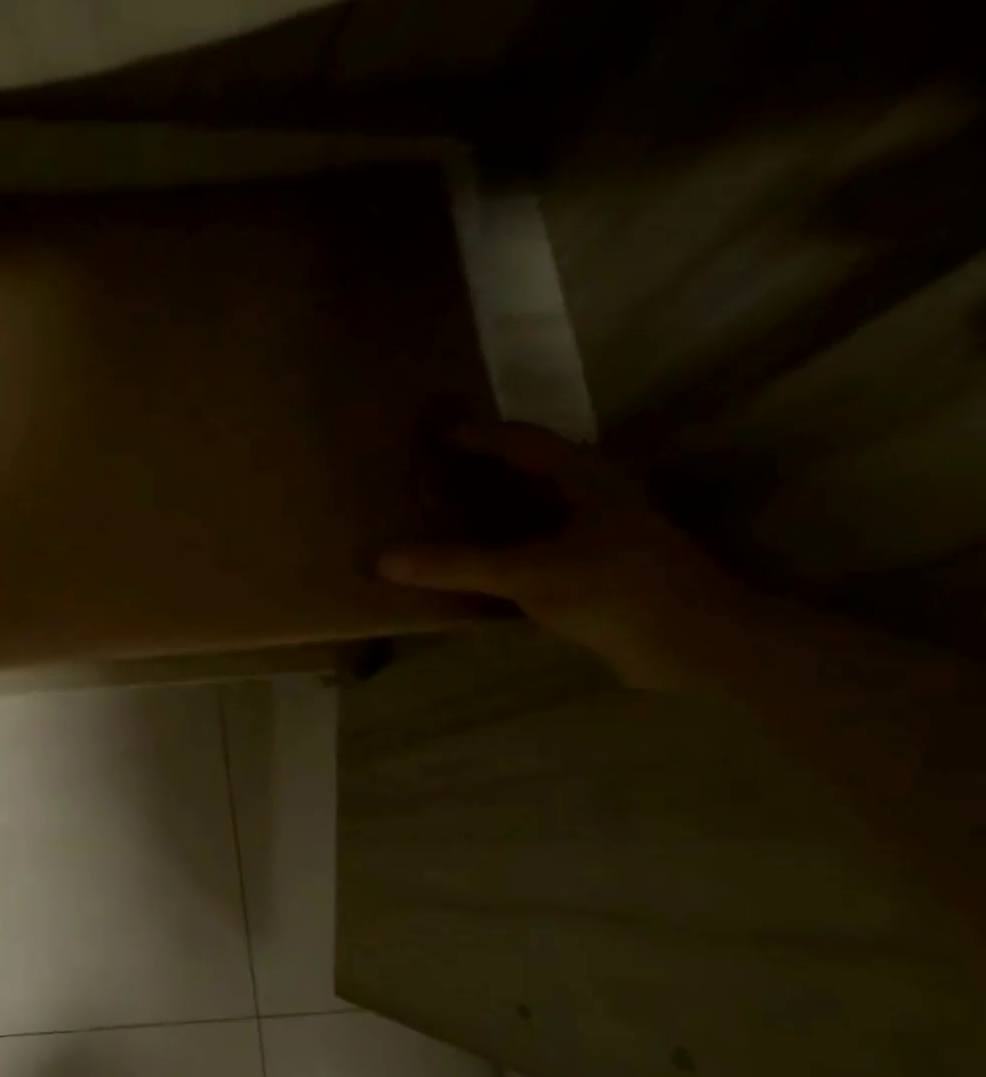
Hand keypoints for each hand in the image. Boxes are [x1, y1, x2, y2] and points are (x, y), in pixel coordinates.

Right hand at [377, 422, 752, 690]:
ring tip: (437, 513)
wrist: (693, 645)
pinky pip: (530, 545)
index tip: (431, 431)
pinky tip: (469, 563)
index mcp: (584, 478)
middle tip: (427, 470)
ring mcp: (593, 534)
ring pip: (528, 510)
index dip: (475, 434)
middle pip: (524, 470)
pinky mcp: (590, 570)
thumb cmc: (617, 591)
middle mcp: (590, 497)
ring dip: (485, 509)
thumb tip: (383, 560)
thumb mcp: (529, 574)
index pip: (521, 442)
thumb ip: (456, 566)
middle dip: (476, 468)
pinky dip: (496, 547)